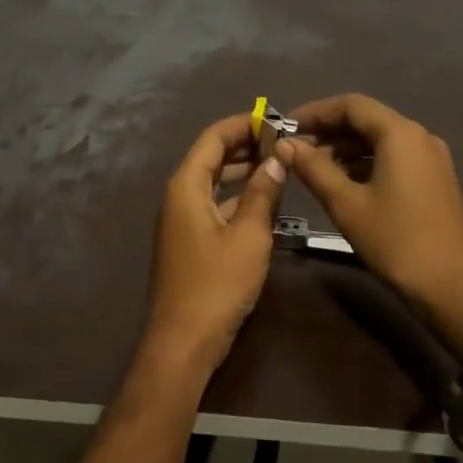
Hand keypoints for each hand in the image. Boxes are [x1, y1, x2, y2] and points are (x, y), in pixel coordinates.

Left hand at [144, 113, 287, 376]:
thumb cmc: (217, 284)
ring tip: (280, 167)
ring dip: (244, 173)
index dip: (242, 125)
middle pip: (212, 158)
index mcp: (186, 186)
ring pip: (215, 184)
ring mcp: (182, 221)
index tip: (275, 120)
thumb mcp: (249, 235)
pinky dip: (239, 199)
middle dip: (246, 147)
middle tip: (284, 143)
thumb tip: (277, 158)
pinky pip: (215, 207)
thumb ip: (263, 193)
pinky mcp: (190, 242)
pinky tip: (266, 203)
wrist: (183, 342)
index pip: (213, 139)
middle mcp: (179, 197)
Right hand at [278, 93, 462, 319]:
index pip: (351, 105)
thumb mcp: (346, 204)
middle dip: (328, 131)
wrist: (452, 288)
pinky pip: (393, 158)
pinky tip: (342, 183)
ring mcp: (430, 159)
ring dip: (344, 149)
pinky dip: (364, 163)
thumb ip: (313, 168)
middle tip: (293, 150)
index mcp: (400, 134)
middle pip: (366, 120)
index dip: (315, 112)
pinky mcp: (434, 180)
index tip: (285, 127)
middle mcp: (419, 137)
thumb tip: (285, 144)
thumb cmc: (395, 241)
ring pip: (379, 140)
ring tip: (311, 169)